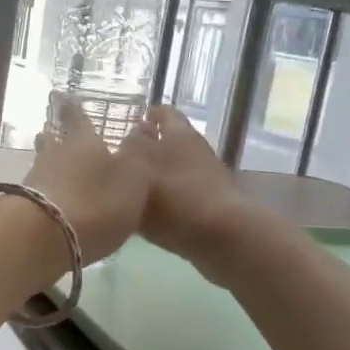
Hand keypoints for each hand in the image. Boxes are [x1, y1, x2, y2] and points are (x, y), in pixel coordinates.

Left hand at [23, 100, 153, 264]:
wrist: (46, 236)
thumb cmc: (97, 201)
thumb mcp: (134, 177)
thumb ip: (138, 155)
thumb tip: (138, 131)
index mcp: (83, 141)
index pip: (76, 116)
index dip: (73, 107)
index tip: (63, 96)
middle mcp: (55, 154)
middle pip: (52, 141)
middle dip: (55, 136)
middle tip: (53, 131)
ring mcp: (35, 180)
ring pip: (42, 165)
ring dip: (48, 165)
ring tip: (56, 169)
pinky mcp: (23, 207)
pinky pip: (37, 191)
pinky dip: (45, 192)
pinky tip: (52, 201)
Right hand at [138, 106, 265, 282]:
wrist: (221, 236)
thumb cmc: (174, 196)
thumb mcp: (139, 165)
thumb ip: (130, 148)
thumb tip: (132, 136)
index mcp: (179, 134)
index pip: (162, 114)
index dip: (147, 118)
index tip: (131, 126)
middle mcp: (195, 150)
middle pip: (172, 141)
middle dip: (153, 146)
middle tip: (127, 159)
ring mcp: (207, 178)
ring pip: (178, 168)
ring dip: (160, 174)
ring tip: (134, 188)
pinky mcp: (212, 206)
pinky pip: (183, 195)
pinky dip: (169, 199)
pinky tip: (151, 213)